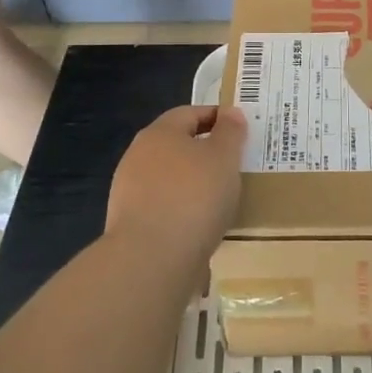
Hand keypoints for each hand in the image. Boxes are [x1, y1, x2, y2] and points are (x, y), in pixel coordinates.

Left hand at [104, 104, 246, 266]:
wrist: (152, 259)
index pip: (190, 113)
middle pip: (177, 146)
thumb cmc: (194, 196)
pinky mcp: (130, 225)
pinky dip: (184, 212)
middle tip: (235, 165)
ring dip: (194, 185)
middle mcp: (138, 157)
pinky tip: (201, 226)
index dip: (217, 117)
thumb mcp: (224, 157)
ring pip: (170, 179)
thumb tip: (230, 112)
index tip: (241, 130)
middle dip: (205, 153)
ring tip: (222, 199)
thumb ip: (230, 132)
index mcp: (159, 133)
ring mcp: (130, 193)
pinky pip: (165, 209)